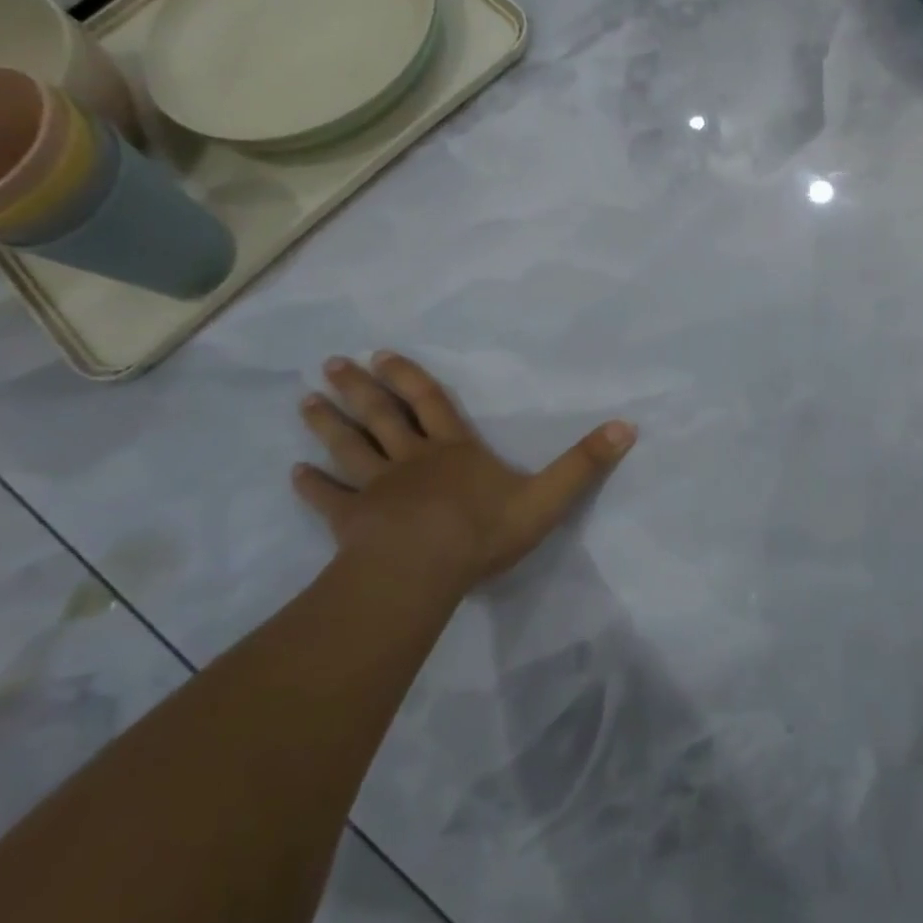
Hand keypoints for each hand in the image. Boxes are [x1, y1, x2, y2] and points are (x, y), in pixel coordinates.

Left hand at [294, 353, 635, 593]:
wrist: (424, 570)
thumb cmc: (484, 530)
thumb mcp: (548, 496)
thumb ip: (584, 463)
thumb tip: (627, 426)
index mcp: (455, 450)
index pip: (433, 403)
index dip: (411, 378)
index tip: (383, 353)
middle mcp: (413, 459)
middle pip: (383, 416)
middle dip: (361, 388)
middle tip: (333, 364)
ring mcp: (378, 488)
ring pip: (351, 448)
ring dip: (330, 423)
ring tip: (307, 400)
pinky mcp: (353, 521)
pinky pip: (329, 498)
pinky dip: (312, 485)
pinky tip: (295, 472)